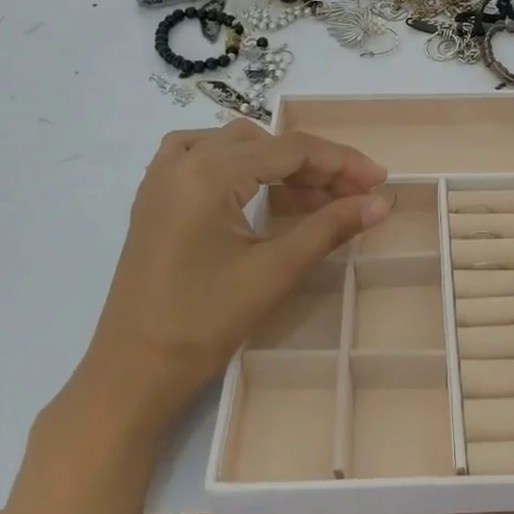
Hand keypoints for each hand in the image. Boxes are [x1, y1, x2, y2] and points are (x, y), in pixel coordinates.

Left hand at [70, 121, 387, 435]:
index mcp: (209, 173)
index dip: (341, 161)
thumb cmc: (204, 322)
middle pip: (265, 142)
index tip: (379, 181)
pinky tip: (254, 187)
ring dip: (277, 161)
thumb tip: (381, 202)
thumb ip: (329, 227)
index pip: (290, 149)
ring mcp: (162, 177)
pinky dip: (237, 162)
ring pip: (234, 144)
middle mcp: (183, 161)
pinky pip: (202, 155)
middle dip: (313, 165)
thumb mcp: (274, 271)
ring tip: (310, 197)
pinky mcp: (154, 197)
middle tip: (350, 197)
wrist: (133, 371)